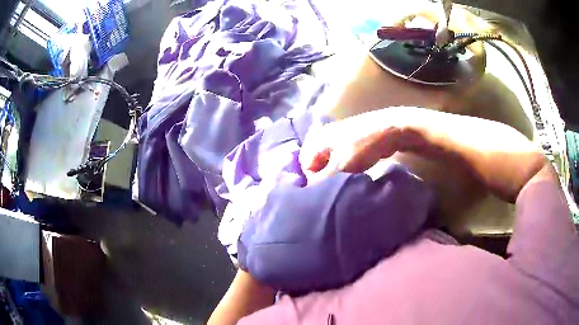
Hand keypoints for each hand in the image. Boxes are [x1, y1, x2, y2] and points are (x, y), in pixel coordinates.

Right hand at [299, 113, 402, 182]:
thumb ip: (321, 180)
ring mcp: (336, 139)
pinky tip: (350, 175)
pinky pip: (339, 159)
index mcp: (316, 140)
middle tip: (334, 189)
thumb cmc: (361, 148)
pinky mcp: (348, 142)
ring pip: (328, 162)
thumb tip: (309, 190)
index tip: (324, 192)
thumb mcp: (339, 167)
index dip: (312, 180)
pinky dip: (342, 168)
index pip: (305, 166)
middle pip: (315, 163)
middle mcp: (322, 138)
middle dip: (323, 177)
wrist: (388, 131)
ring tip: (343, 183)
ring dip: (334, 174)